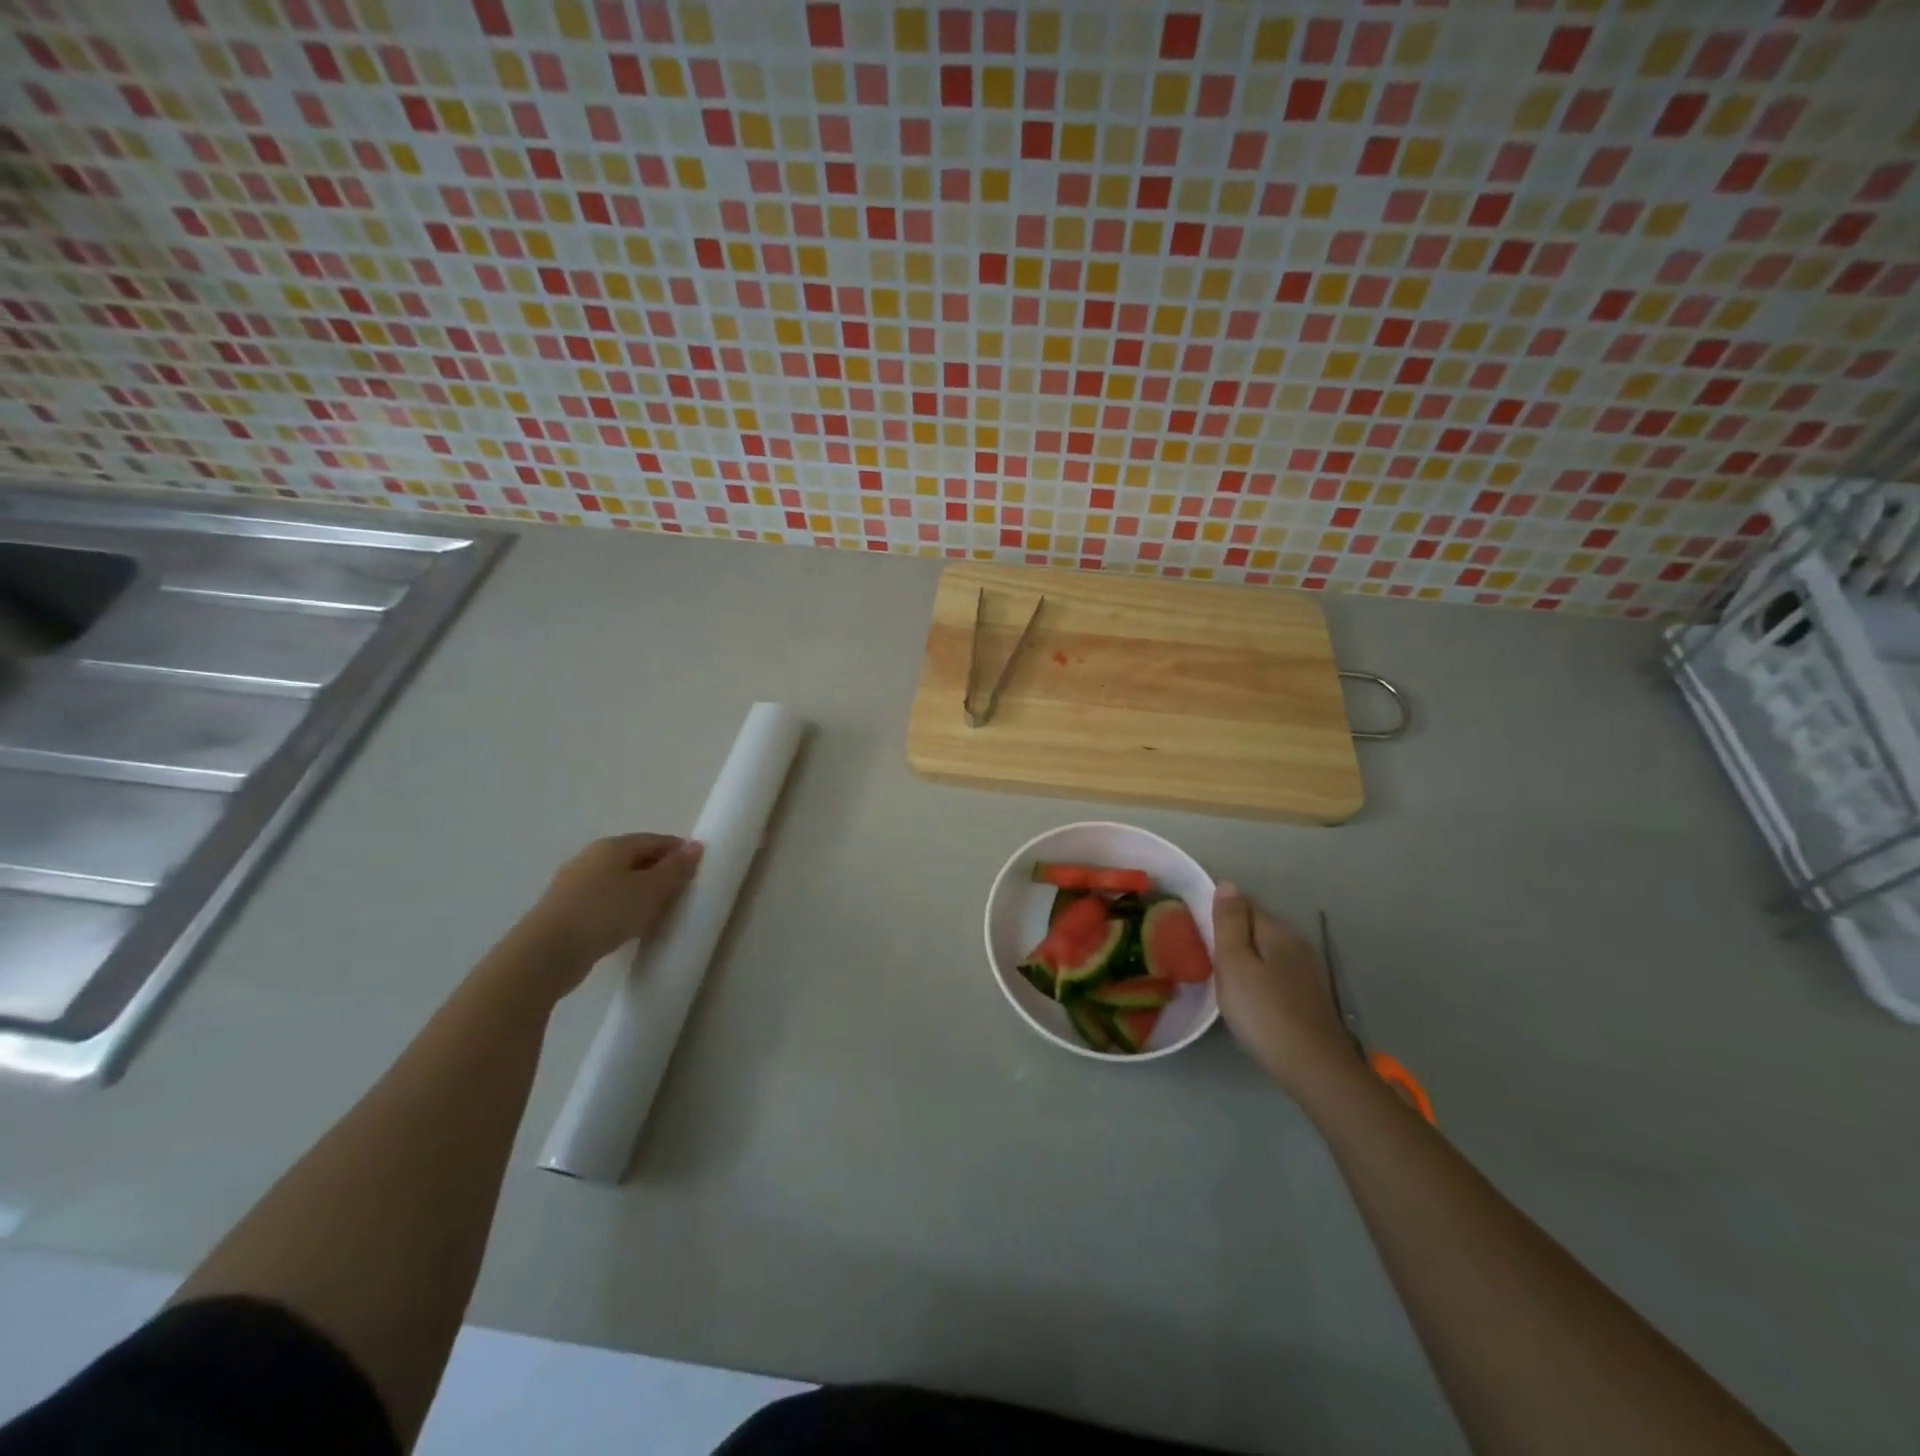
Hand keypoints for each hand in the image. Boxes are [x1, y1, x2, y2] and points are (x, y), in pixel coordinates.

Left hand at [514, 834, 702, 980]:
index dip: (678, 851)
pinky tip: (628, 926)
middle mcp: (591, 858)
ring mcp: (573, 884)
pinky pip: (603, 901)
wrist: (546, 953)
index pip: (654, 840)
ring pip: (618, 881)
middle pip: (634, 859)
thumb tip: (695, 846)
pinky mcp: (564, 910)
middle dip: (659, 872)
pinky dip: (621, 907)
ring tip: (657, 912)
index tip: (697, 869)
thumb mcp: (650, 890)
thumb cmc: (605, 913)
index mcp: (612, 846)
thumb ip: (675, 869)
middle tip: (680, 892)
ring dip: (640, 892)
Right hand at [1212, 883, 1355, 1095]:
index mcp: (1276, 930)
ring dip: (1246, 958)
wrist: (1315, 1068)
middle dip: (1232, 936)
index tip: (1198, 934)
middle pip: (1256, 927)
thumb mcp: (1235, 964)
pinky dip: (1259, 977)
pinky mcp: (1309, 995)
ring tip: (1223, 980)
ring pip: (1267, 951)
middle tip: (1206, 959)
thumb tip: (1227, 883)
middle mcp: (1296, 942)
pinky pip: (1276, 972)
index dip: (1219, 915)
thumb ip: (1229, 923)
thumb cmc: (1264, 1013)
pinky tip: (1250, 998)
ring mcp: (1306, 970)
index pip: (1243, 904)